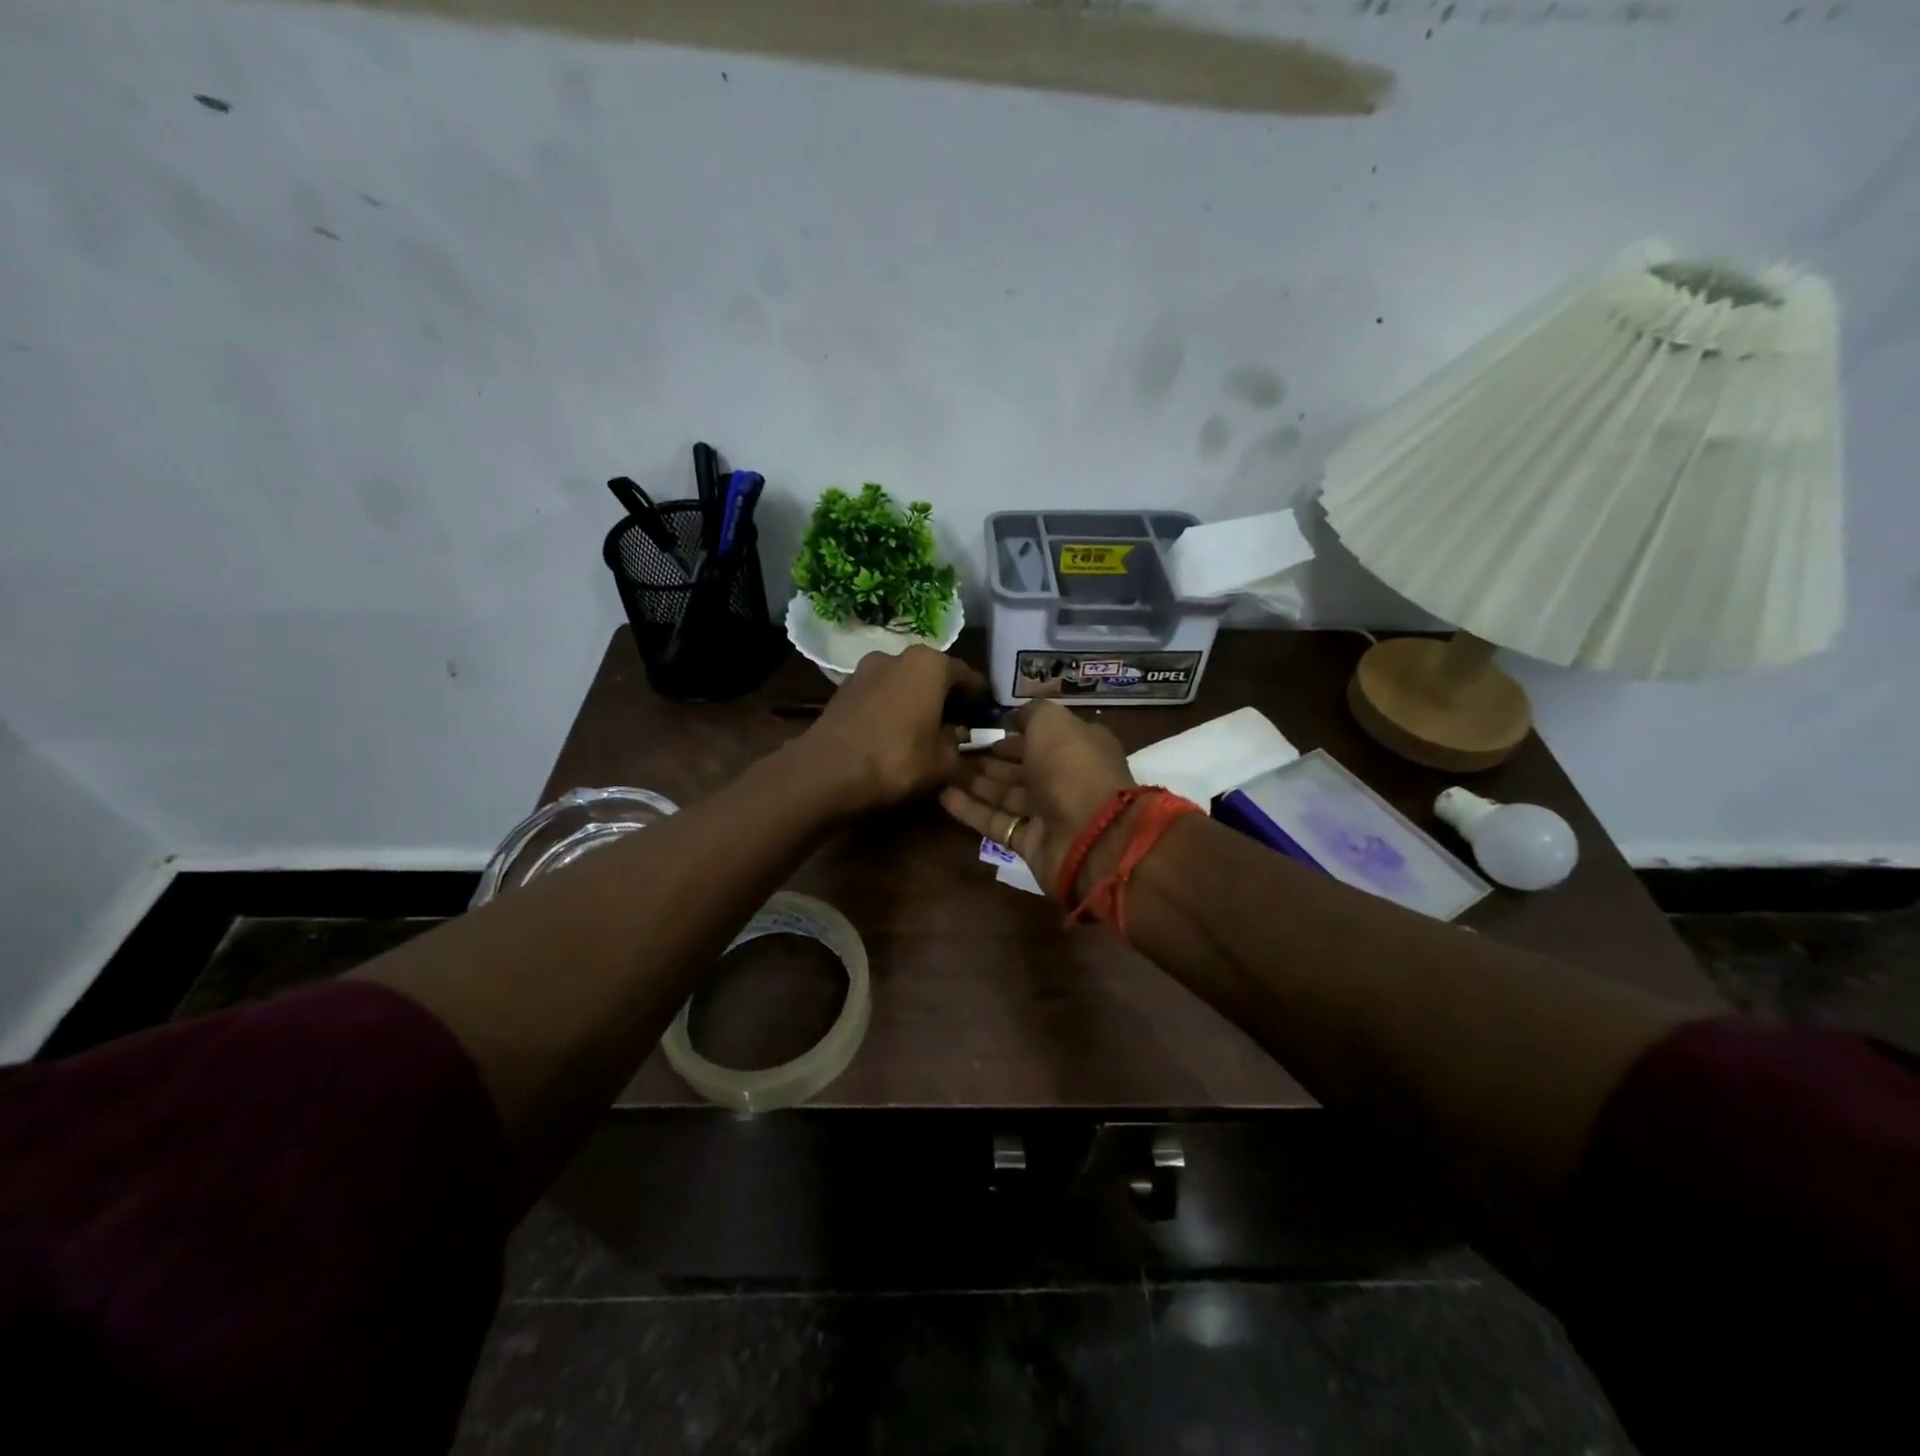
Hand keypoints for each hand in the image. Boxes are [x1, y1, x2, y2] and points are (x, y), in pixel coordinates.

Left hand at [794, 646, 987, 815]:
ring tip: (925, 729)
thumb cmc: (897, 761)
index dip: (981, 698)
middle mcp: (897, 656)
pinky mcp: (843, 689)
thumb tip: (958, 737)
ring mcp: (865, 669)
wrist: (826, 773)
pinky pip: (880, 695)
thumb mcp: (943, 761)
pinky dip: (892, 708)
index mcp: (930, 664)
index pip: (967, 676)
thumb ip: (959, 744)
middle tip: (959, 724)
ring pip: (903, 683)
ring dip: (917, 701)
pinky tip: (895, 732)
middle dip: (947, 697)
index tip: (987, 716)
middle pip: (933, 675)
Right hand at [939, 700, 1134, 896]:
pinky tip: (943, 796)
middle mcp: (1065, 779)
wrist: (1089, 834)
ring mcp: (1048, 813)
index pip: (1042, 737)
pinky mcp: (1029, 842)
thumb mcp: (1052, 722)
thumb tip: (1011, 719)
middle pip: (1022, 766)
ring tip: (942, 769)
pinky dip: (970, 810)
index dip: (1014, 732)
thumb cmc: (1071, 767)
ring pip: (1006, 794)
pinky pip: (996, 822)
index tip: (983, 729)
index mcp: (1079, 747)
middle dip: (990, 758)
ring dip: (975, 782)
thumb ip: (1030, 714)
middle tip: (954, 749)